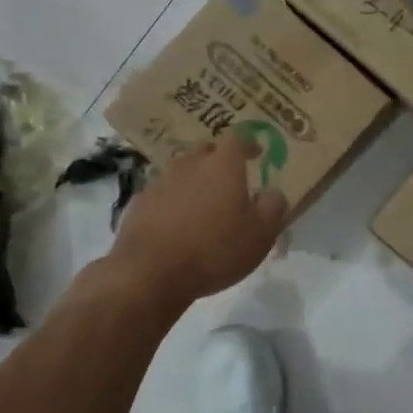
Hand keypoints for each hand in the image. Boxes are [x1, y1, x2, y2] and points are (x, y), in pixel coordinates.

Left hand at [107, 134, 288, 305]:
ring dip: (194, 181)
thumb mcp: (260, 235)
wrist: (150, 272)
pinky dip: (172, 201)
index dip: (249, 145)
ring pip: (182, 172)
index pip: (237, 140)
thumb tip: (273, 193)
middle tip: (229, 178)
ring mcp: (160, 181)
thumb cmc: (214, 250)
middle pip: (206, 151)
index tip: (257, 153)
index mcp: (222, 166)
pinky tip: (175, 223)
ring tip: (203, 203)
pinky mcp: (139, 203)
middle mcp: (189, 164)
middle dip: (219, 160)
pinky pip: (162, 194)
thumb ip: (273, 208)